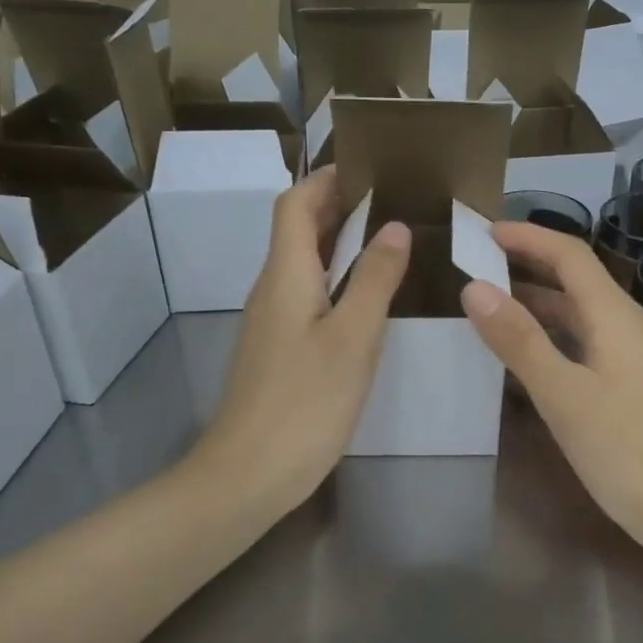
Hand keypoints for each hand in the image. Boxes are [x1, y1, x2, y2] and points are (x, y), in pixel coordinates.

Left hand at [189, 166, 411, 518]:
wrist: (248, 475)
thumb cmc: (304, 401)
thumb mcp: (353, 337)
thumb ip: (374, 279)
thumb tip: (394, 227)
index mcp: (286, 275)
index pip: (295, 204)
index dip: (326, 179)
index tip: (369, 167)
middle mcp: (272, 289)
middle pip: (298, 230)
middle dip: (339, 206)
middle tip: (393, 199)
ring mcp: (272, 321)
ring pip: (304, 264)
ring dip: (340, 243)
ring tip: (391, 239)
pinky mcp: (279, 350)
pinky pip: (308, 295)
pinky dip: (337, 280)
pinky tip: (369, 298)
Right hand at [460, 221, 642, 561]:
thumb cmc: (629, 451)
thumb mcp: (564, 395)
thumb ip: (519, 341)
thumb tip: (475, 287)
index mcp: (615, 316)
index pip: (569, 255)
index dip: (527, 237)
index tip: (482, 233)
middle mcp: (628, 325)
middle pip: (575, 280)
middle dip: (527, 265)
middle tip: (475, 267)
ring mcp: (633, 357)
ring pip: (579, 314)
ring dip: (537, 303)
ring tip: (488, 307)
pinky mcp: (632, 385)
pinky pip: (585, 343)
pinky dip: (551, 337)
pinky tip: (525, 357)